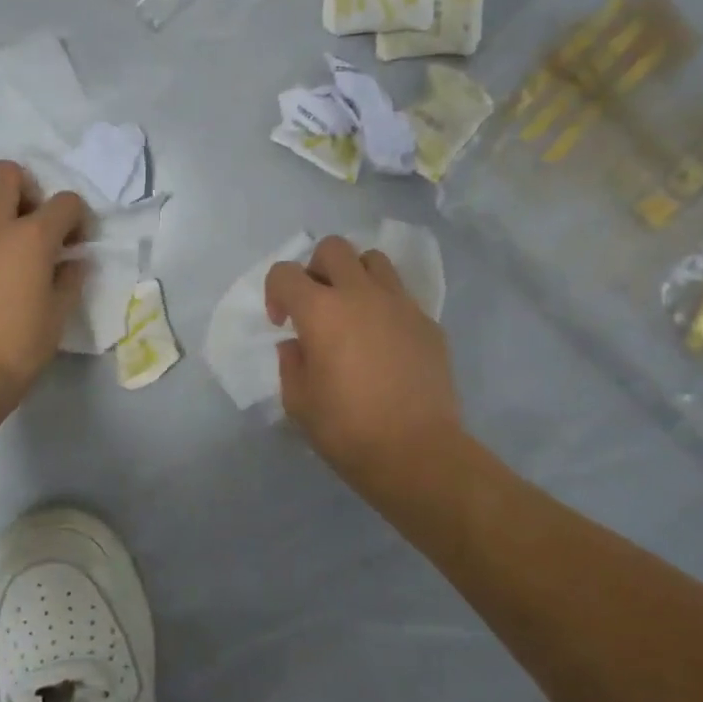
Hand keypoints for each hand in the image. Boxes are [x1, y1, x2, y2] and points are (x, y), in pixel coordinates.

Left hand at [0, 161, 87, 428]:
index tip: (74, 242)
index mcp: (32, 237)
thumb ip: (69, 281)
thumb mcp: (56, 318)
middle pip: (7, 173)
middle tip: (29, 224)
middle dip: (25, 191)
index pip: (66, 202)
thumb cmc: (15, 350)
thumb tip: (72, 262)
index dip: (76, 218)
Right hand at [265, 236, 464, 505]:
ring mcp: (400, 304)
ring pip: (373, 260)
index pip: (285, 273)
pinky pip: (401, 295)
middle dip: (316, 269)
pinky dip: (385, 306)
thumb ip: (291, 363)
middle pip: (333, 248)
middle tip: (317, 305)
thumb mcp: (298, 402)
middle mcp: (360, 294)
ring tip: (353, 310)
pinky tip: (384, 341)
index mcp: (321, 311)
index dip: (275, 292)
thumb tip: (298, 344)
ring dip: (355, 276)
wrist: (417, 452)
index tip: (283, 323)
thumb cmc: (348, 430)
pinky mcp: (427, 322)